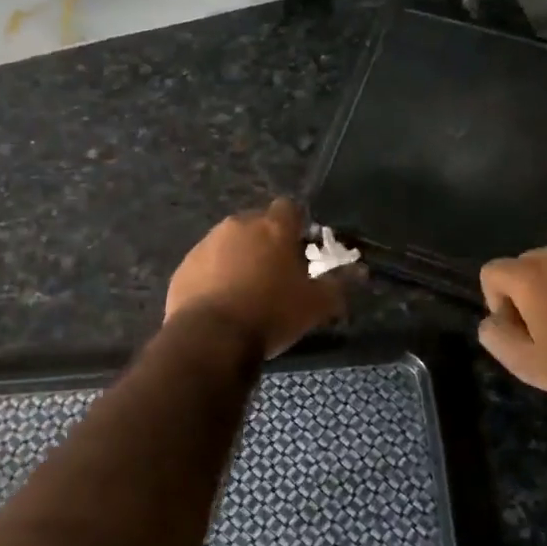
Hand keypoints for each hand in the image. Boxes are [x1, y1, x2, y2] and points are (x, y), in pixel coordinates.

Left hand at [166, 199, 346, 358]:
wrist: (211, 338)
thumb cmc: (271, 314)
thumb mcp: (316, 305)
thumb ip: (339, 284)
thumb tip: (361, 272)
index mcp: (273, 227)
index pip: (289, 207)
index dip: (297, 225)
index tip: (301, 248)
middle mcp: (238, 226)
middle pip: (257, 224)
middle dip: (267, 243)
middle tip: (277, 274)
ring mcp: (206, 244)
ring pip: (229, 243)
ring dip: (239, 258)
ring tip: (247, 291)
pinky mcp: (184, 266)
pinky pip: (206, 264)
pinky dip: (215, 276)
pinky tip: (222, 303)